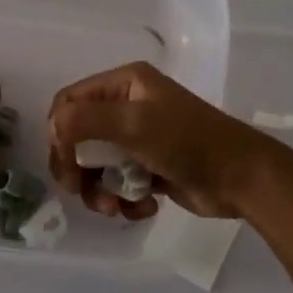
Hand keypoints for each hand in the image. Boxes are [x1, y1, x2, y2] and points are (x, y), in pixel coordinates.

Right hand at [47, 62, 273, 220]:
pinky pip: (118, 182)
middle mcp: (128, 106)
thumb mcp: (133, 124)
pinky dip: (124, 198)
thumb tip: (51, 127)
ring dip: (100, 190)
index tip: (65, 164)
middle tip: (80, 192)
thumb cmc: (187, 141)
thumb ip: (85, 120)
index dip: (59, 134)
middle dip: (78, 168)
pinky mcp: (149, 167)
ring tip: (115, 207)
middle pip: (78, 137)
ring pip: (96, 165)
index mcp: (124, 84)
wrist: (241, 178)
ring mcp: (139, 138)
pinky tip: (144, 207)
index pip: (69, 102)